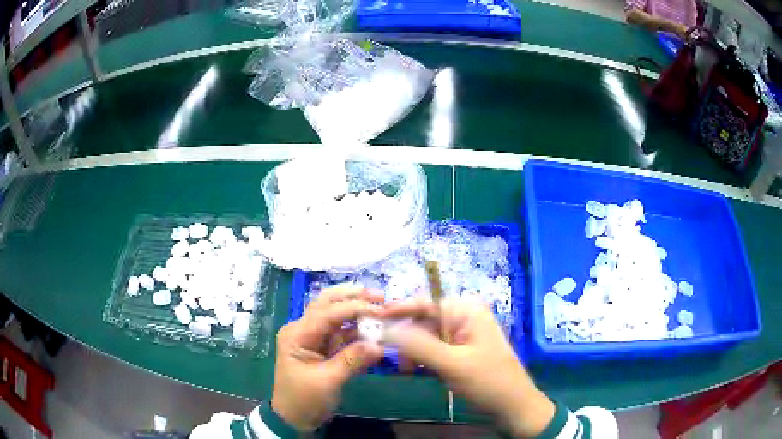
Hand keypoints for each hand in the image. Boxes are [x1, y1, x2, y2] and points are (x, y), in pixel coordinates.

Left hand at [271, 286, 383, 430]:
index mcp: (297, 334)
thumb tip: (379, 345)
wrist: (294, 417)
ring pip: (336, 317)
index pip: (327, 313)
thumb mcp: (327, 381)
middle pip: (327, 304)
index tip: (380, 309)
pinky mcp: (323, 348)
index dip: (354, 308)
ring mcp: (313, 338)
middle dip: (352, 297)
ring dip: (357, 312)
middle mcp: (303, 330)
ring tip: (381, 308)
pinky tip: (374, 330)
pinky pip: (342, 334)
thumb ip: (352, 360)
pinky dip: (357, 331)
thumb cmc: (304, 399)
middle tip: (379, 295)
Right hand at [383, 298, 554, 437]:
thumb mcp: (452, 363)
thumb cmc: (488, 381)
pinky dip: (423, 359)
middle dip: (408, 340)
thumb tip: (387, 329)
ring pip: (426, 337)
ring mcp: (463, 335)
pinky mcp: (461, 351)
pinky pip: (434, 349)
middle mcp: (464, 317)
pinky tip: (419, 371)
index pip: (426, 303)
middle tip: (398, 361)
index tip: (374, 320)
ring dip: (414, 352)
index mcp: (467, 311)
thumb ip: (418, 345)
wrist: (513, 406)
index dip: (399, 310)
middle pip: (424, 321)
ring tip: (409, 371)